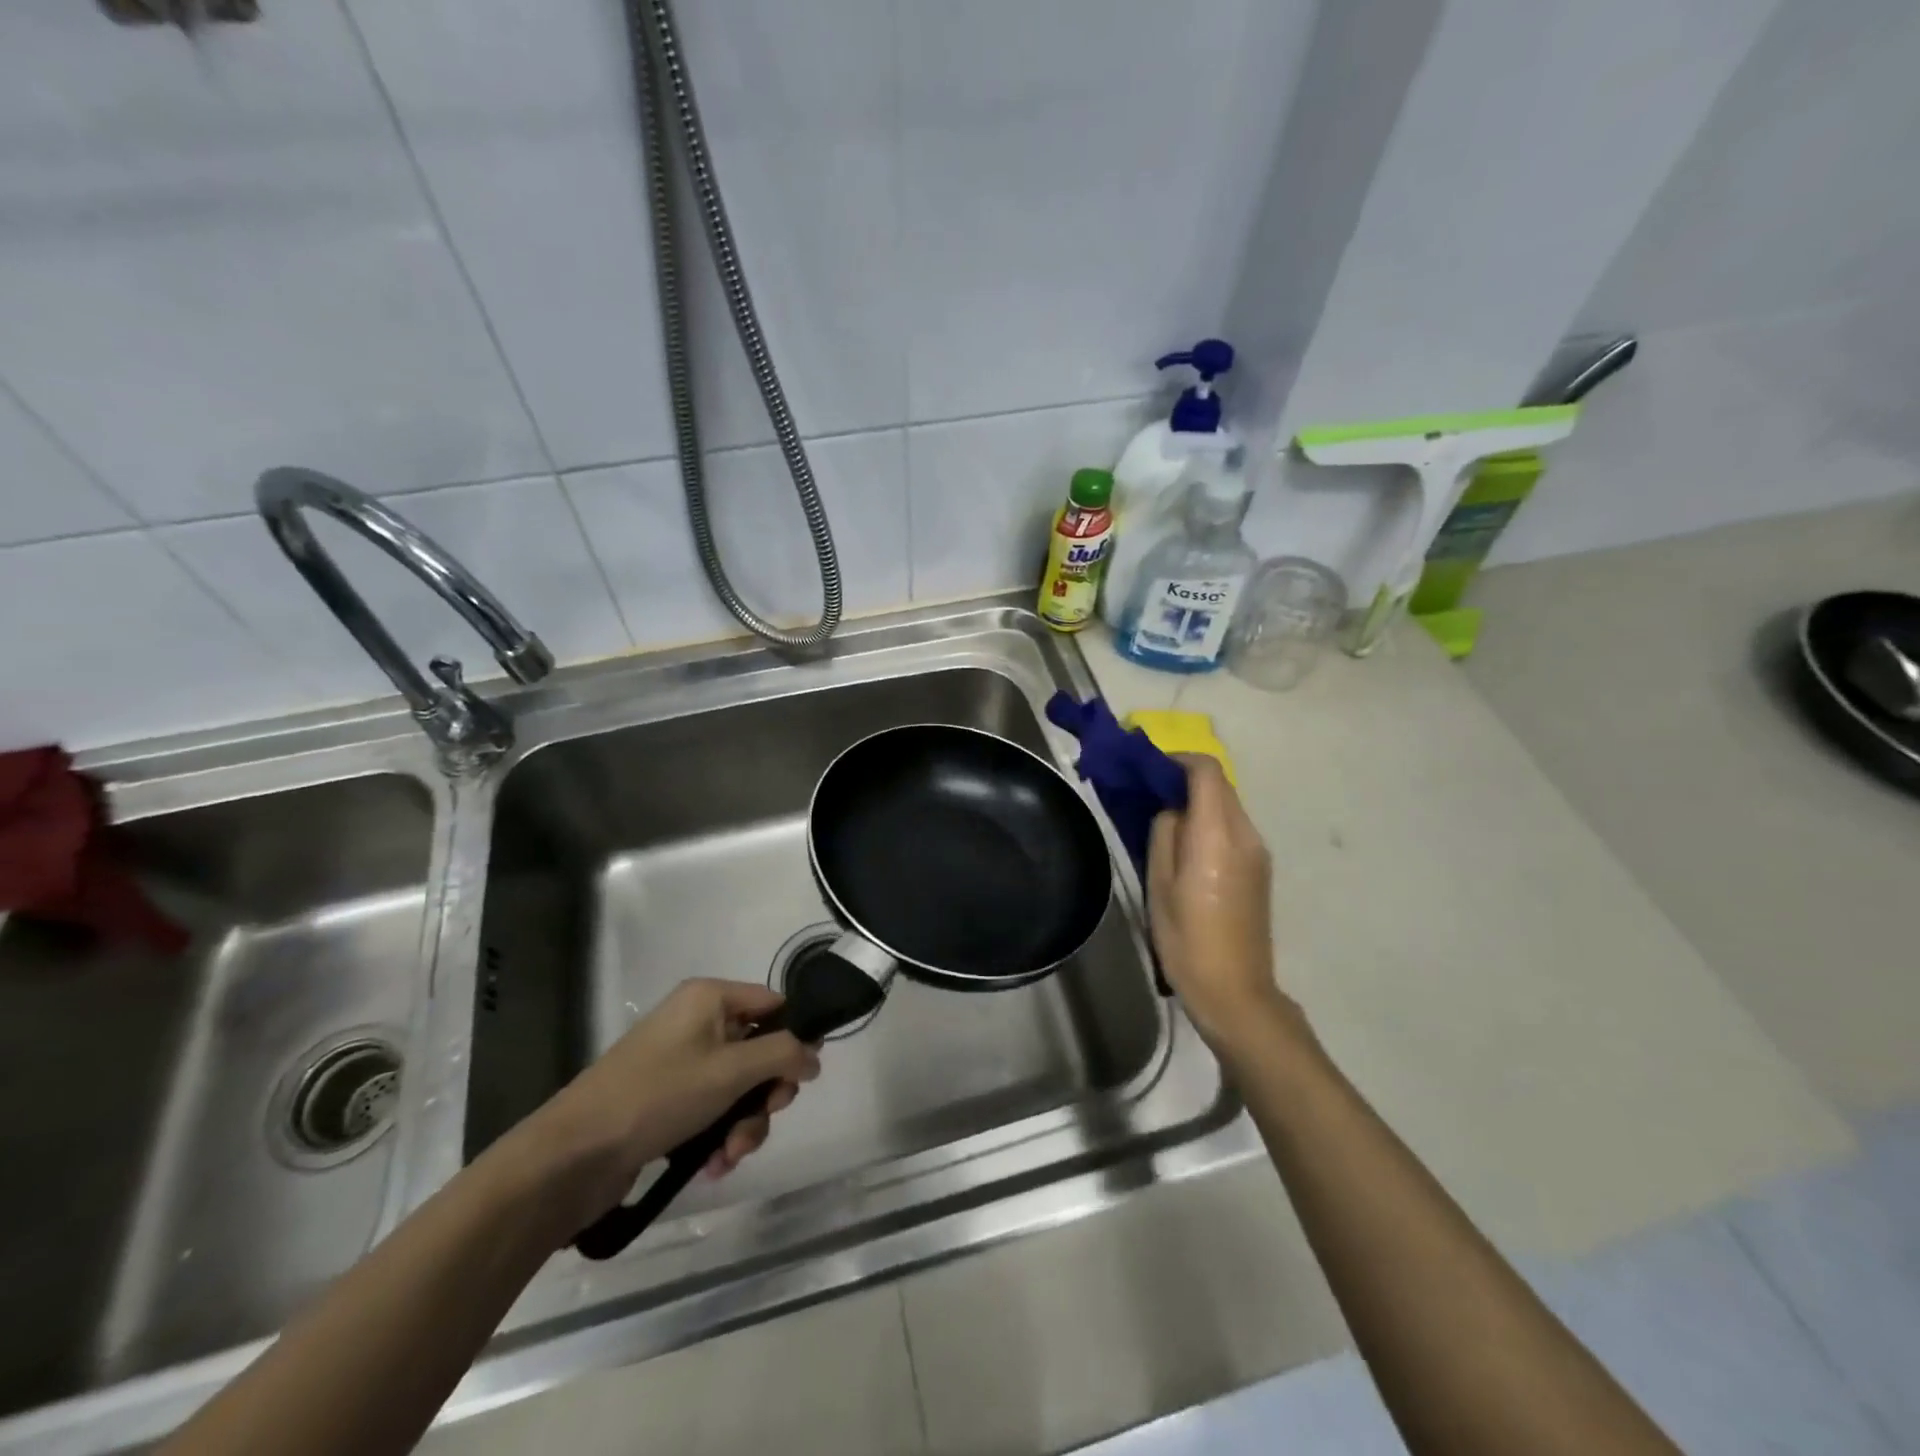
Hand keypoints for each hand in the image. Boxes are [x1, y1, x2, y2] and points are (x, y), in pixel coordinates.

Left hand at [521, 980, 820, 1228]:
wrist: (573, 1155)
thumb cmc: (659, 1095)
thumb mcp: (731, 1071)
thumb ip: (783, 1055)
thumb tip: (815, 1054)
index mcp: (710, 998)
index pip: (773, 1005)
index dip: (794, 1038)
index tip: (803, 1077)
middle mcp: (697, 1022)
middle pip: (759, 1051)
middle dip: (765, 1094)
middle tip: (763, 1117)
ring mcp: (681, 1063)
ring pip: (738, 1087)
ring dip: (744, 1124)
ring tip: (729, 1156)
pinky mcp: (668, 1100)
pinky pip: (713, 1109)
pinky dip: (719, 1136)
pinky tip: (711, 1166)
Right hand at [1147, 756, 1294, 1054]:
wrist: (1236, 992)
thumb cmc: (1187, 940)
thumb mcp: (1160, 885)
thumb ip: (1165, 835)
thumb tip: (1172, 811)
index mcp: (1218, 835)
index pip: (1207, 772)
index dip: (1177, 759)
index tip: (1147, 767)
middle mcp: (1246, 835)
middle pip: (1219, 785)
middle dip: (1184, 778)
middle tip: (1147, 790)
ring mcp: (1258, 852)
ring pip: (1227, 805)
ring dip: (1196, 800)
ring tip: (1161, 817)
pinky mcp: (1260, 869)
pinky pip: (1232, 827)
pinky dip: (1208, 820)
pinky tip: (1185, 844)